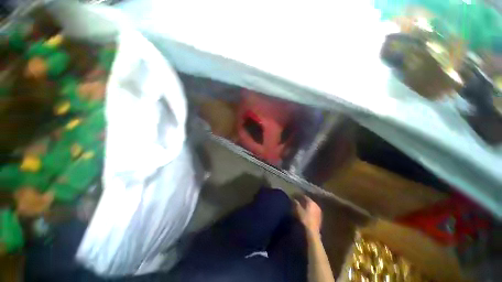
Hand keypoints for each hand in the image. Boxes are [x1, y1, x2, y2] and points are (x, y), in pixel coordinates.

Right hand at [294, 196, 321, 234]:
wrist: (312, 231)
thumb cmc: (304, 219)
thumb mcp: (298, 210)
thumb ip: (296, 203)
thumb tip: (294, 199)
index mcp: (311, 202)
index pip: (304, 196)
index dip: (299, 196)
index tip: (295, 196)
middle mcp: (316, 205)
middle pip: (309, 201)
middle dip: (304, 201)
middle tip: (298, 201)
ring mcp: (319, 211)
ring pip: (312, 206)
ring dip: (307, 206)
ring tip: (302, 207)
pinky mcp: (320, 217)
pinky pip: (314, 210)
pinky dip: (310, 210)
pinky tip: (306, 212)